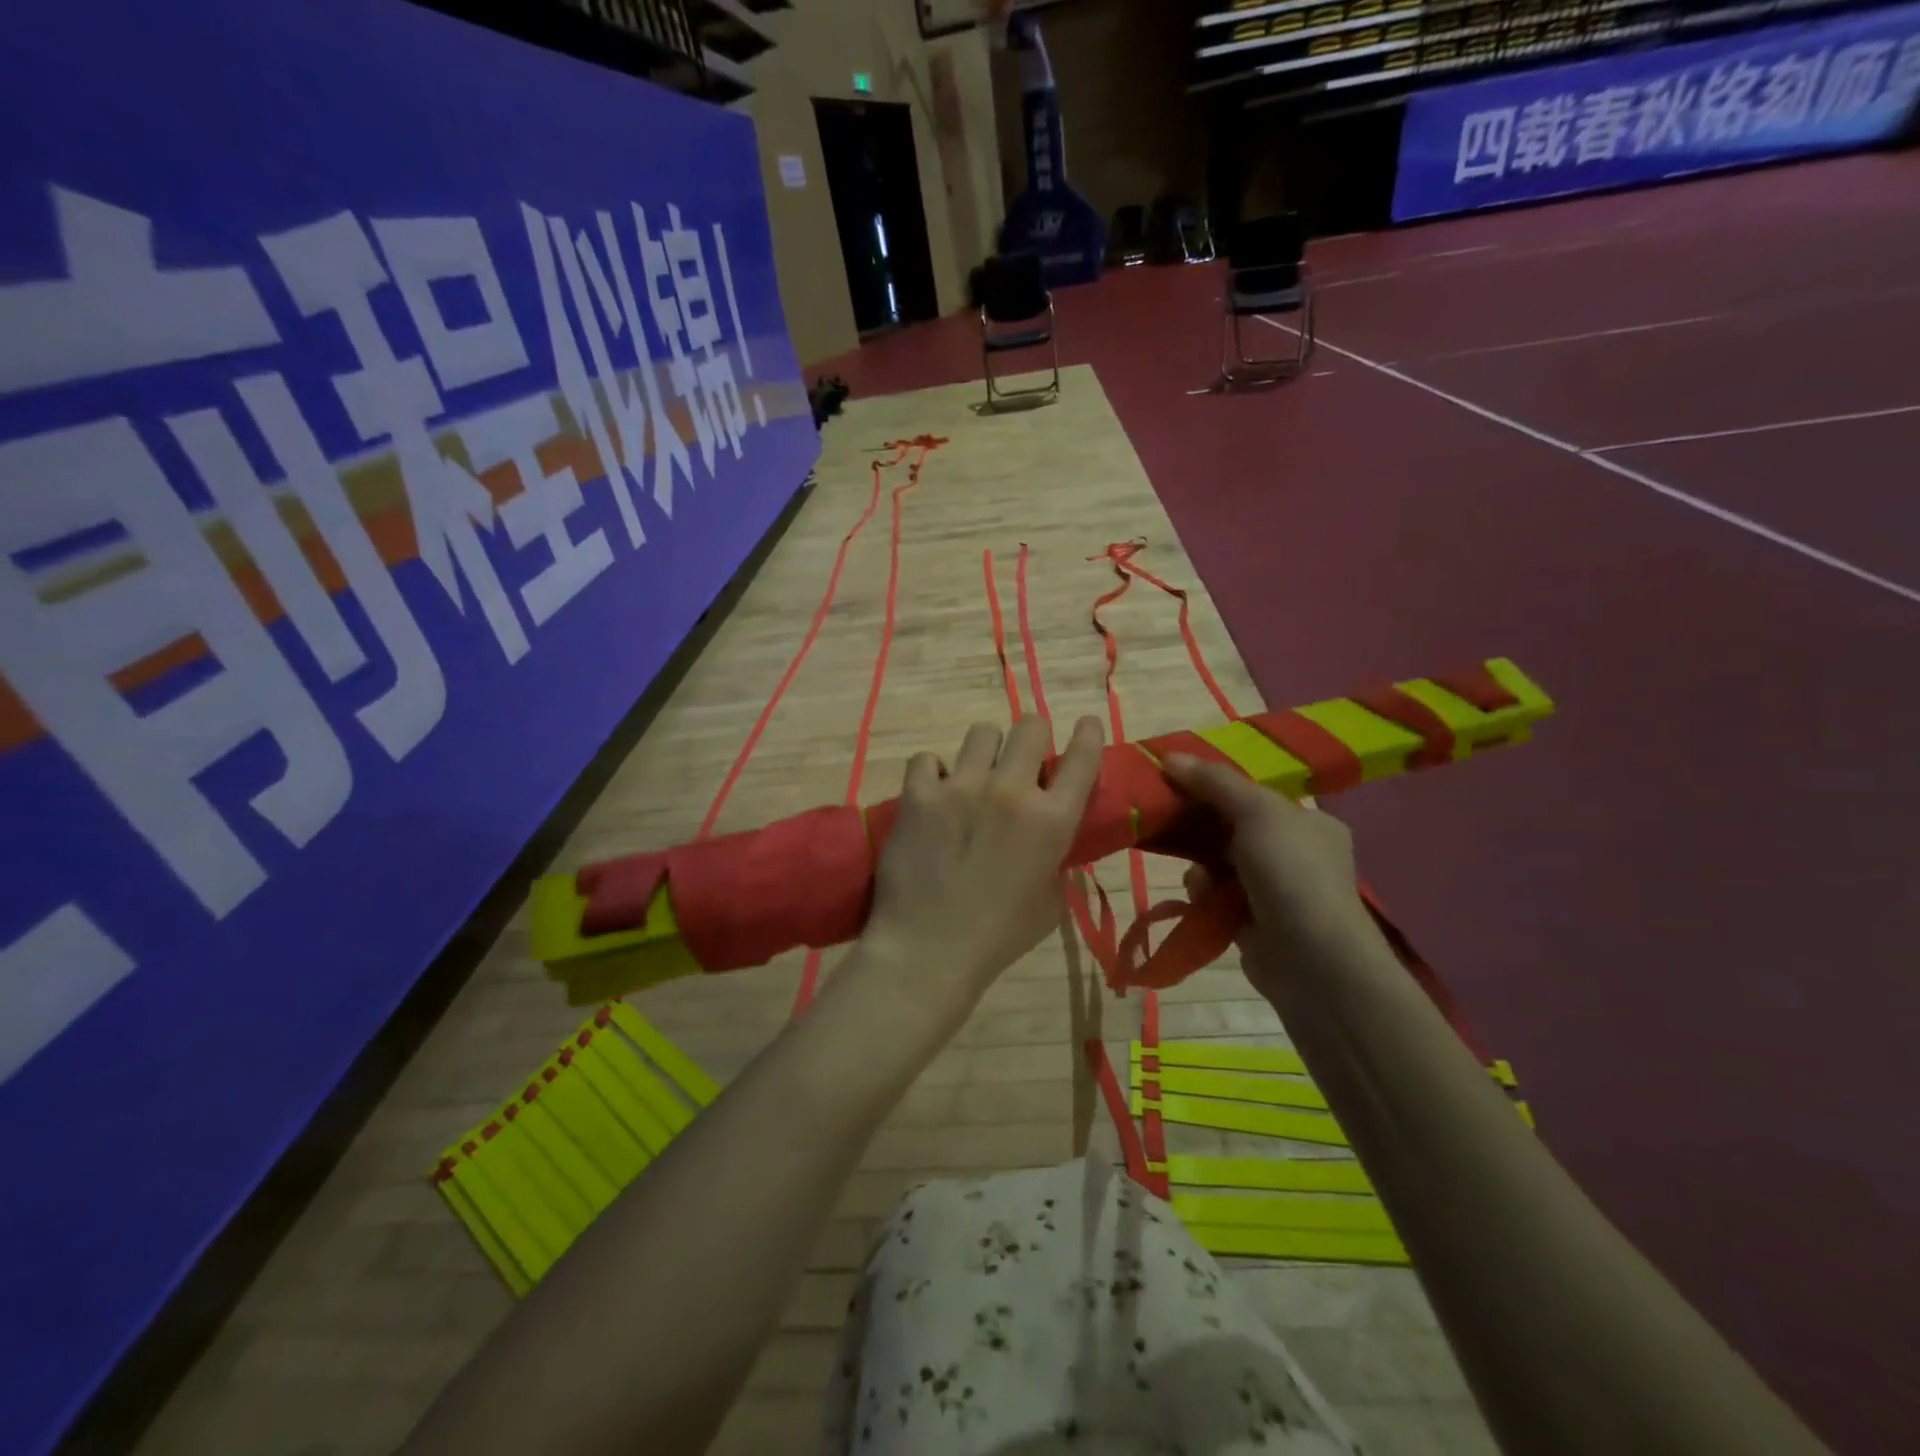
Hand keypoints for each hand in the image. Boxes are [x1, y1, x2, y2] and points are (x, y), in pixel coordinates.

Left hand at [851, 715, 1105, 1037]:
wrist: (929, 949)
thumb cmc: (999, 936)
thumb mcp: (1051, 900)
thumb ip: (1055, 856)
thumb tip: (1048, 833)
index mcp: (1052, 821)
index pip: (1083, 756)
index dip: (1088, 733)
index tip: (1085, 725)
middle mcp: (1011, 792)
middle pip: (1030, 726)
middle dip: (1032, 737)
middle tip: (1021, 759)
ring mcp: (961, 788)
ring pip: (981, 733)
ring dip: (984, 752)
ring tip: (974, 776)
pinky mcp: (918, 795)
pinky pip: (928, 759)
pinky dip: (933, 773)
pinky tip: (933, 794)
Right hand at [1162, 754, 1385, 1004]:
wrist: (1312, 961)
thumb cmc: (1291, 873)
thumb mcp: (1256, 811)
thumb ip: (1214, 781)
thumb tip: (1168, 756)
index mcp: (1308, 822)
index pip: (1254, 795)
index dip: (1214, 786)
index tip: (1176, 782)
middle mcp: (1295, 854)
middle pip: (1232, 827)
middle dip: (1200, 827)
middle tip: (1170, 821)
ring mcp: (1275, 891)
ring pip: (1218, 862)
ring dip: (1200, 864)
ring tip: (1196, 875)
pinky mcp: (1253, 922)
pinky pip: (1215, 896)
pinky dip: (1204, 894)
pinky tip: (1201, 898)